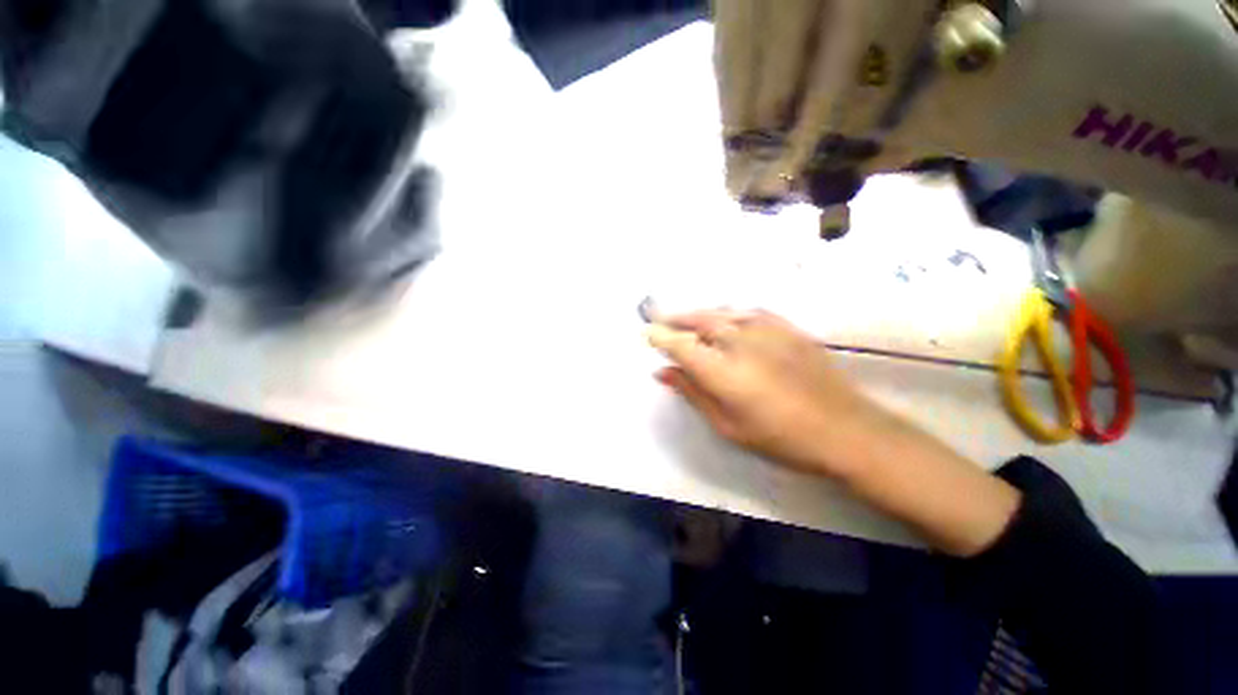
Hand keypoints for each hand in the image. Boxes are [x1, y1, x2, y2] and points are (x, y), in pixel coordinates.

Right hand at [646, 309, 889, 479]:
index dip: (660, 337)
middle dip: (674, 319)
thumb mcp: (727, 424)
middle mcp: (739, 341)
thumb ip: (692, 393)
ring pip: (721, 312)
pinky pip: (747, 311)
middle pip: (698, 321)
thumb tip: (662, 372)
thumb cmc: (779, 436)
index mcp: (721, 371)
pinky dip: (728, 312)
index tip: (646, 332)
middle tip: (658, 316)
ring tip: (685, 318)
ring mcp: (765, 329)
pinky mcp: (785, 326)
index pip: (679, 345)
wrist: (844, 428)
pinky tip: (725, 317)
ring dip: (698, 314)